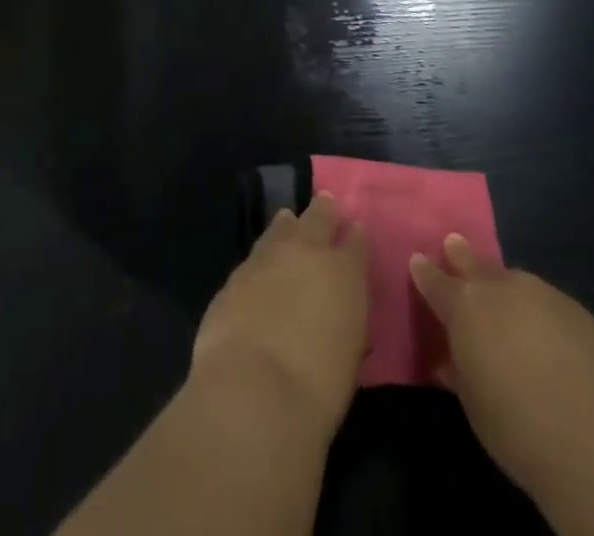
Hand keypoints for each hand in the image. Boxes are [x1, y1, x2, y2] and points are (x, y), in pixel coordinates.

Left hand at [191, 192, 369, 442]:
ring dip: (288, 225)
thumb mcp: (348, 358)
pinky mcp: (237, 273)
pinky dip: (263, 254)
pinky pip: (256, 254)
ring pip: (282, 226)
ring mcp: (268, 257)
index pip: (356, 242)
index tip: (356, 229)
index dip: (356, 236)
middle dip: (324, 211)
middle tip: (326, 204)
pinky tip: (262, 261)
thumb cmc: (317, 388)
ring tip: (289, 220)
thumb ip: (347, 324)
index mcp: (345, 273)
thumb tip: (341, 316)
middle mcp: (308, 252)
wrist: (253, 390)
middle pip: (319, 217)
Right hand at [411, 234, 593, 497]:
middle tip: (453, 244)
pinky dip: (538, 310)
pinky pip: (547, 302)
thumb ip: (459, 371)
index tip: (417, 260)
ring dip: (504, 286)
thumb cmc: (518, 427)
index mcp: (465, 306)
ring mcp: (542, 293)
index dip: (424, 272)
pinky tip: (546, 333)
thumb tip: (449, 360)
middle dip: (461, 255)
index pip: (435, 281)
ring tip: (503, 300)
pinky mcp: (579, 311)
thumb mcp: (474, 404)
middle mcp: (501, 288)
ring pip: (514, 280)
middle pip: (474, 262)